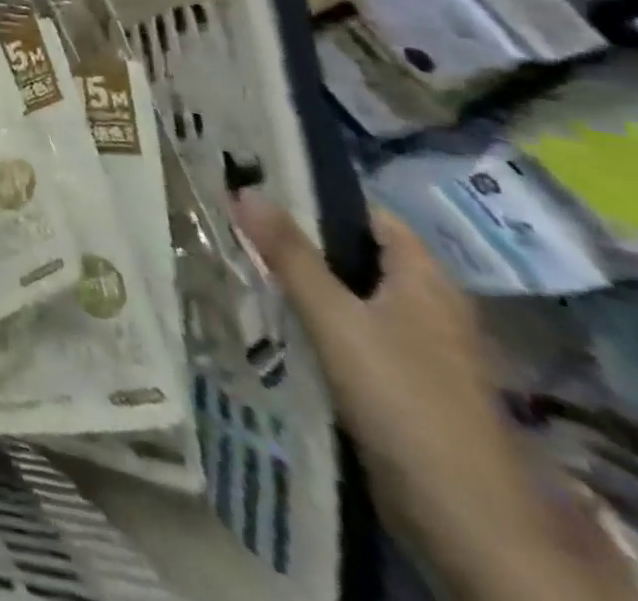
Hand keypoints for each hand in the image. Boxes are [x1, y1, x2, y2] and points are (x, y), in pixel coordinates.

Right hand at [232, 196, 578, 600]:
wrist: (464, 516)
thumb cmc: (402, 397)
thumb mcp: (334, 318)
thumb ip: (289, 254)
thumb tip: (242, 186)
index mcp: (426, 281)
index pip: (369, 216)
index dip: (317, 195)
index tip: (258, 181)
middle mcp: (428, 307)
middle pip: (356, 255)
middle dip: (299, 238)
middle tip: (234, 218)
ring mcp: (419, 349)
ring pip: (350, 295)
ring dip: (302, 281)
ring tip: (239, 259)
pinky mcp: (403, 383)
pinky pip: (351, 331)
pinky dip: (314, 319)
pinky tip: (272, 318)